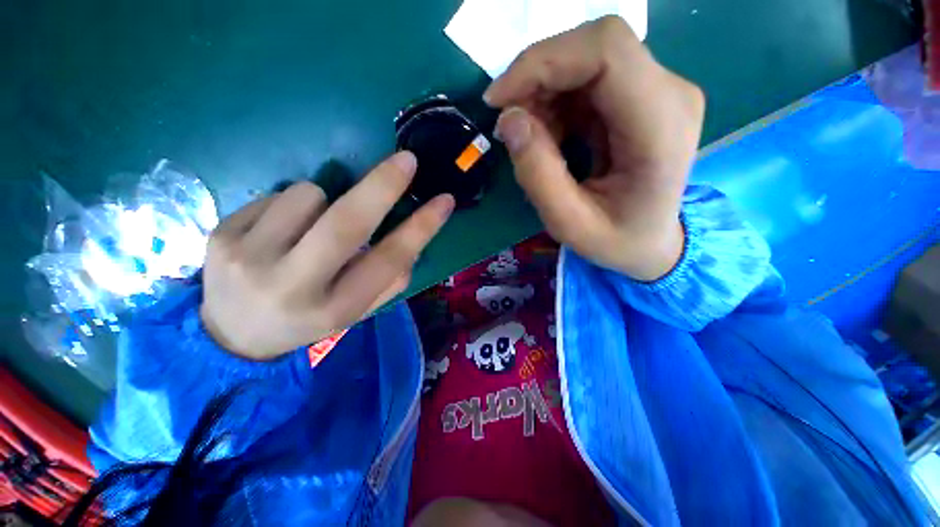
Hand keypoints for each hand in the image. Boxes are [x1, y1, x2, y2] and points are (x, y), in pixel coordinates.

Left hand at [200, 152, 453, 360]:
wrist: (232, 335)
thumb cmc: (308, 320)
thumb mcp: (356, 311)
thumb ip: (389, 282)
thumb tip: (412, 244)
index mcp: (337, 308)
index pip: (389, 260)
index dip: (421, 227)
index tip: (444, 201)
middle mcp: (295, 286)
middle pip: (346, 224)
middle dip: (383, 186)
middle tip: (408, 160)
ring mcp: (250, 259)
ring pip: (310, 195)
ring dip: (325, 201)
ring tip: (311, 228)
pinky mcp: (221, 235)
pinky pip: (278, 195)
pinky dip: (292, 207)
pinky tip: (280, 232)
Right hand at [484, 16, 704, 280]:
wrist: (652, 242)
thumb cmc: (617, 241)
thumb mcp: (569, 224)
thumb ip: (538, 176)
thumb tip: (508, 119)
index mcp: (661, 126)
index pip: (607, 51)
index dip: (543, 62)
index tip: (499, 100)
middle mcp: (669, 93)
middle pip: (594, 47)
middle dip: (537, 77)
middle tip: (509, 122)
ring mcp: (657, 90)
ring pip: (585, 59)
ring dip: (543, 93)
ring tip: (531, 139)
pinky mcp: (640, 96)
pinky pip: (586, 80)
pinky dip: (554, 102)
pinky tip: (549, 136)